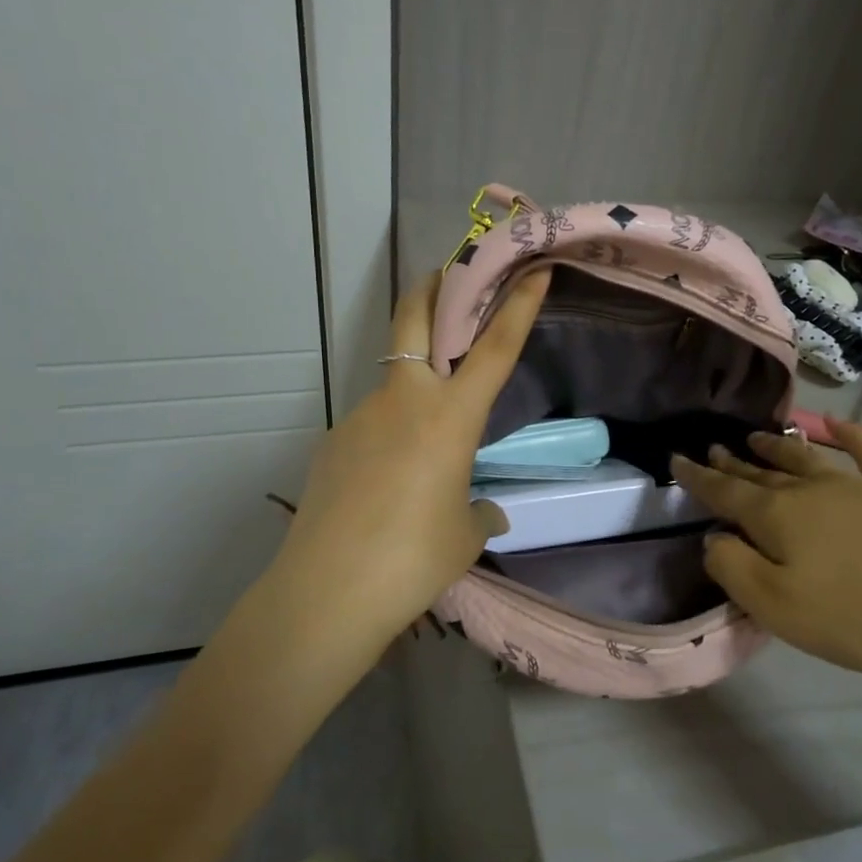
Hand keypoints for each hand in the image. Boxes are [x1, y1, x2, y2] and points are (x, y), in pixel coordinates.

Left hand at [260, 267, 550, 646]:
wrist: (328, 591)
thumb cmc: (414, 559)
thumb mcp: (463, 536)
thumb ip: (479, 513)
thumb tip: (484, 510)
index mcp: (450, 418)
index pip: (494, 348)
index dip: (518, 305)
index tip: (533, 271)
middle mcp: (404, 401)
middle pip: (415, 320)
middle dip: (432, 287)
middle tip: (446, 274)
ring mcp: (361, 417)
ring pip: (393, 381)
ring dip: (413, 385)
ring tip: (422, 446)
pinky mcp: (333, 442)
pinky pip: (372, 426)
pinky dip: (388, 436)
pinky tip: (387, 483)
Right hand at [670, 419, 861, 688]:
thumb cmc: (858, 616)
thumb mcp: (777, 605)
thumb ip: (733, 568)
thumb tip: (713, 538)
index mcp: (778, 516)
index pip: (725, 493)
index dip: (697, 479)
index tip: (676, 460)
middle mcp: (814, 491)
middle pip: (764, 473)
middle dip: (735, 463)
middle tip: (713, 449)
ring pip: (808, 458)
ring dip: (778, 447)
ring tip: (756, 436)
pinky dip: (851, 436)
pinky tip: (838, 426)